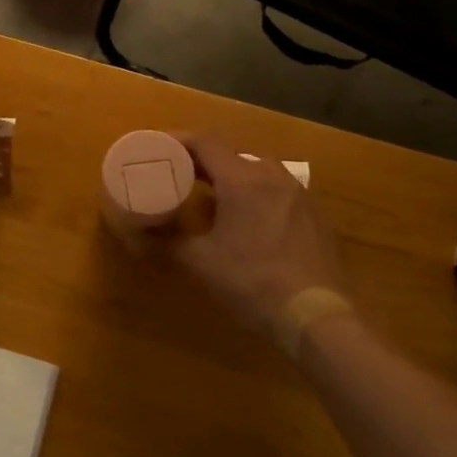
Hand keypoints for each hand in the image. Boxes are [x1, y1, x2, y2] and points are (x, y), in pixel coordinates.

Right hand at [164, 132, 348, 334]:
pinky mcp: (314, 214)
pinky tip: (247, 219)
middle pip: (232, 154)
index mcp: (243, 179)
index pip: (206, 142)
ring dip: (231, 176)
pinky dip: (255, 193)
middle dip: (203, 160)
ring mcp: (299, 193)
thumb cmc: (252, 281)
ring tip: (211, 194)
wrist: (317, 316)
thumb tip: (139, 232)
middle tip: (179, 173)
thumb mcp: (201, 262)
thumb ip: (168, 240)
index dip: (178, 140)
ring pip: (257, 171)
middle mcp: (273, 175)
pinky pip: (277, 190)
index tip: (158, 147)